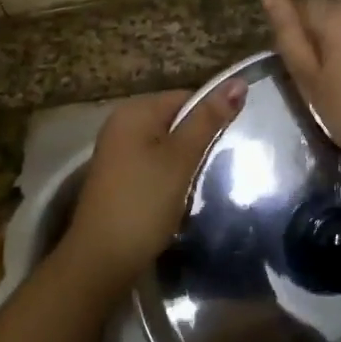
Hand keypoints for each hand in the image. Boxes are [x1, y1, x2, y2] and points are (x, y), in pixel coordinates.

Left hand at [56, 81, 245, 292]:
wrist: (102, 259)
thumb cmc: (144, 202)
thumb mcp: (181, 158)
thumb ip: (208, 120)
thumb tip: (238, 82)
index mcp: (135, 111)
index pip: (186, 97)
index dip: (211, 116)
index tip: (230, 142)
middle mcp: (122, 123)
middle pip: (176, 119)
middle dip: (199, 140)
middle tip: (217, 164)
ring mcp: (117, 151)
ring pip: (167, 144)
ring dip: (186, 160)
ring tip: (201, 181)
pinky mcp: (118, 176)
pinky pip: (154, 163)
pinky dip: (170, 175)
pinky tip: (179, 194)